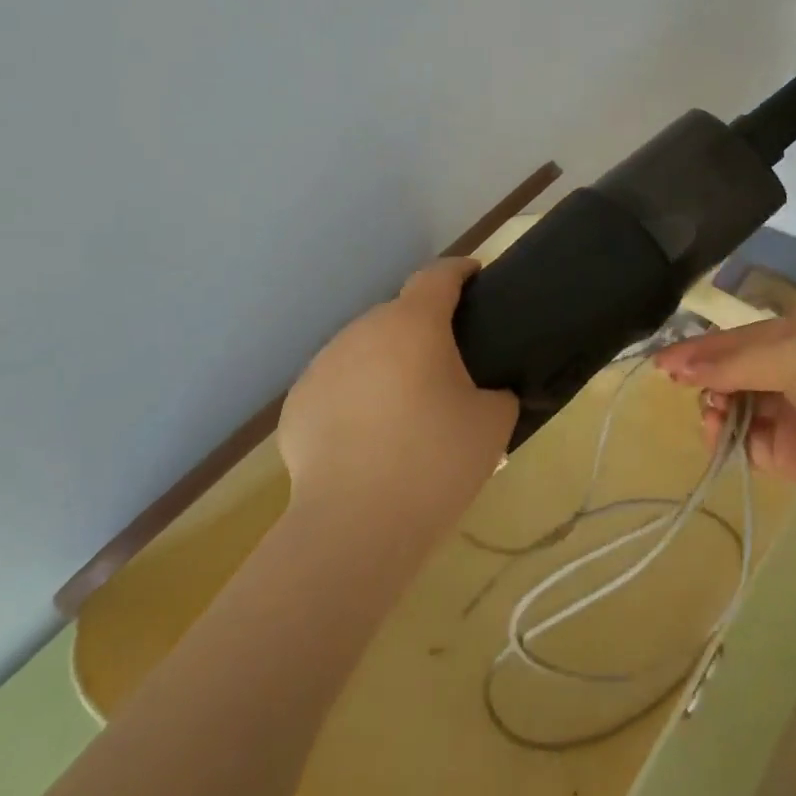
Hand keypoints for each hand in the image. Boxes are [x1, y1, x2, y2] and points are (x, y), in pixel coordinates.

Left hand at [280, 258, 518, 533]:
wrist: (357, 525)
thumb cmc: (435, 462)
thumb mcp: (493, 423)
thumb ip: (497, 392)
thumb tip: (484, 392)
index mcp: (413, 325)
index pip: (437, 276)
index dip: (460, 271)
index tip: (475, 276)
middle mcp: (362, 331)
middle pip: (399, 315)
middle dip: (425, 329)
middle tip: (449, 368)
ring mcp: (323, 366)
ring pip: (366, 350)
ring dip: (389, 363)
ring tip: (406, 408)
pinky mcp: (298, 403)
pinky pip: (339, 385)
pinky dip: (358, 397)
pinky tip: (370, 438)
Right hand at [654, 310, 795, 508]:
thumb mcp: (794, 354)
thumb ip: (733, 361)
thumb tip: (680, 368)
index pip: (739, 336)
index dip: (700, 346)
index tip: (662, 362)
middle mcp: (793, 367)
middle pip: (732, 369)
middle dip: (704, 377)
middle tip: (680, 386)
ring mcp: (790, 411)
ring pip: (733, 404)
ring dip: (713, 407)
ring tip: (709, 414)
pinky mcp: (787, 452)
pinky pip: (744, 440)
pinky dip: (725, 439)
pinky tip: (715, 436)